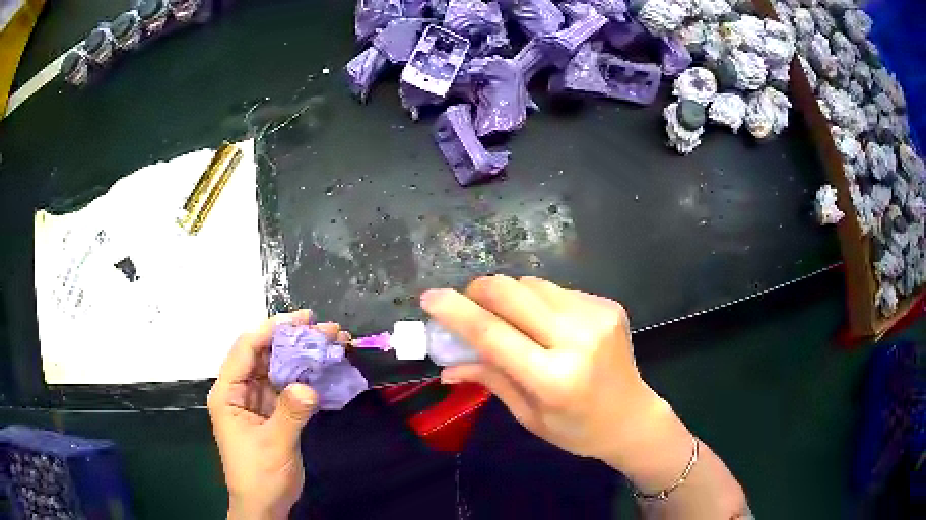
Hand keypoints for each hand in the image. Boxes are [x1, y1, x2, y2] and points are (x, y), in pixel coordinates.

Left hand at [207, 310, 346, 519]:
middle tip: (325, 329)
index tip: (301, 319)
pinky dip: (307, 377)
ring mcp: (257, 401)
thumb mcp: (274, 445)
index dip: (271, 330)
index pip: (246, 350)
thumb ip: (290, 413)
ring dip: (303, 356)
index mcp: (228, 393)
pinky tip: (326, 370)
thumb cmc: (260, 475)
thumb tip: (309, 386)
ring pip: (279, 369)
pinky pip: (289, 387)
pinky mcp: (273, 412)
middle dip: (293, 340)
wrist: (265, 505)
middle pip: (264, 355)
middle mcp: (240, 391)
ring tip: (333, 343)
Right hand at [421, 276, 675, 470]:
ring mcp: (597, 316)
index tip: (429, 297)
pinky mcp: (608, 305)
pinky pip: (557, 291)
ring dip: (508, 295)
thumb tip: (446, 366)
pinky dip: (537, 302)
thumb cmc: (577, 430)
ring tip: (506, 318)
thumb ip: (489, 380)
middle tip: (466, 304)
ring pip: (533, 285)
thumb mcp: (528, 416)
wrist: (633, 417)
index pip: (493, 334)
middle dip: (478, 291)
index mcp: (554, 378)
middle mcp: (578, 339)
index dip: (455, 312)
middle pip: (512, 294)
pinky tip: (543, 323)